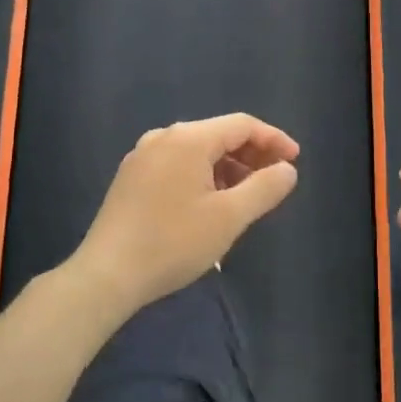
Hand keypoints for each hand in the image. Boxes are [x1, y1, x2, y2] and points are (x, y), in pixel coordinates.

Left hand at [76, 114, 300, 314]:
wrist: (106, 276)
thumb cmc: (173, 243)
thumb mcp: (229, 217)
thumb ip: (264, 188)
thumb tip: (286, 169)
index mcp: (188, 139)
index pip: (242, 125)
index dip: (273, 139)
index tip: (294, 161)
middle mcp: (163, 137)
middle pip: (218, 134)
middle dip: (251, 154)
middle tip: (274, 180)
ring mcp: (143, 156)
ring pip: (197, 151)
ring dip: (227, 167)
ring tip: (246, 196)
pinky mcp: (131, 178)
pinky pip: (177, 164)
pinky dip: (202, 175)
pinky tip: (210, 203)